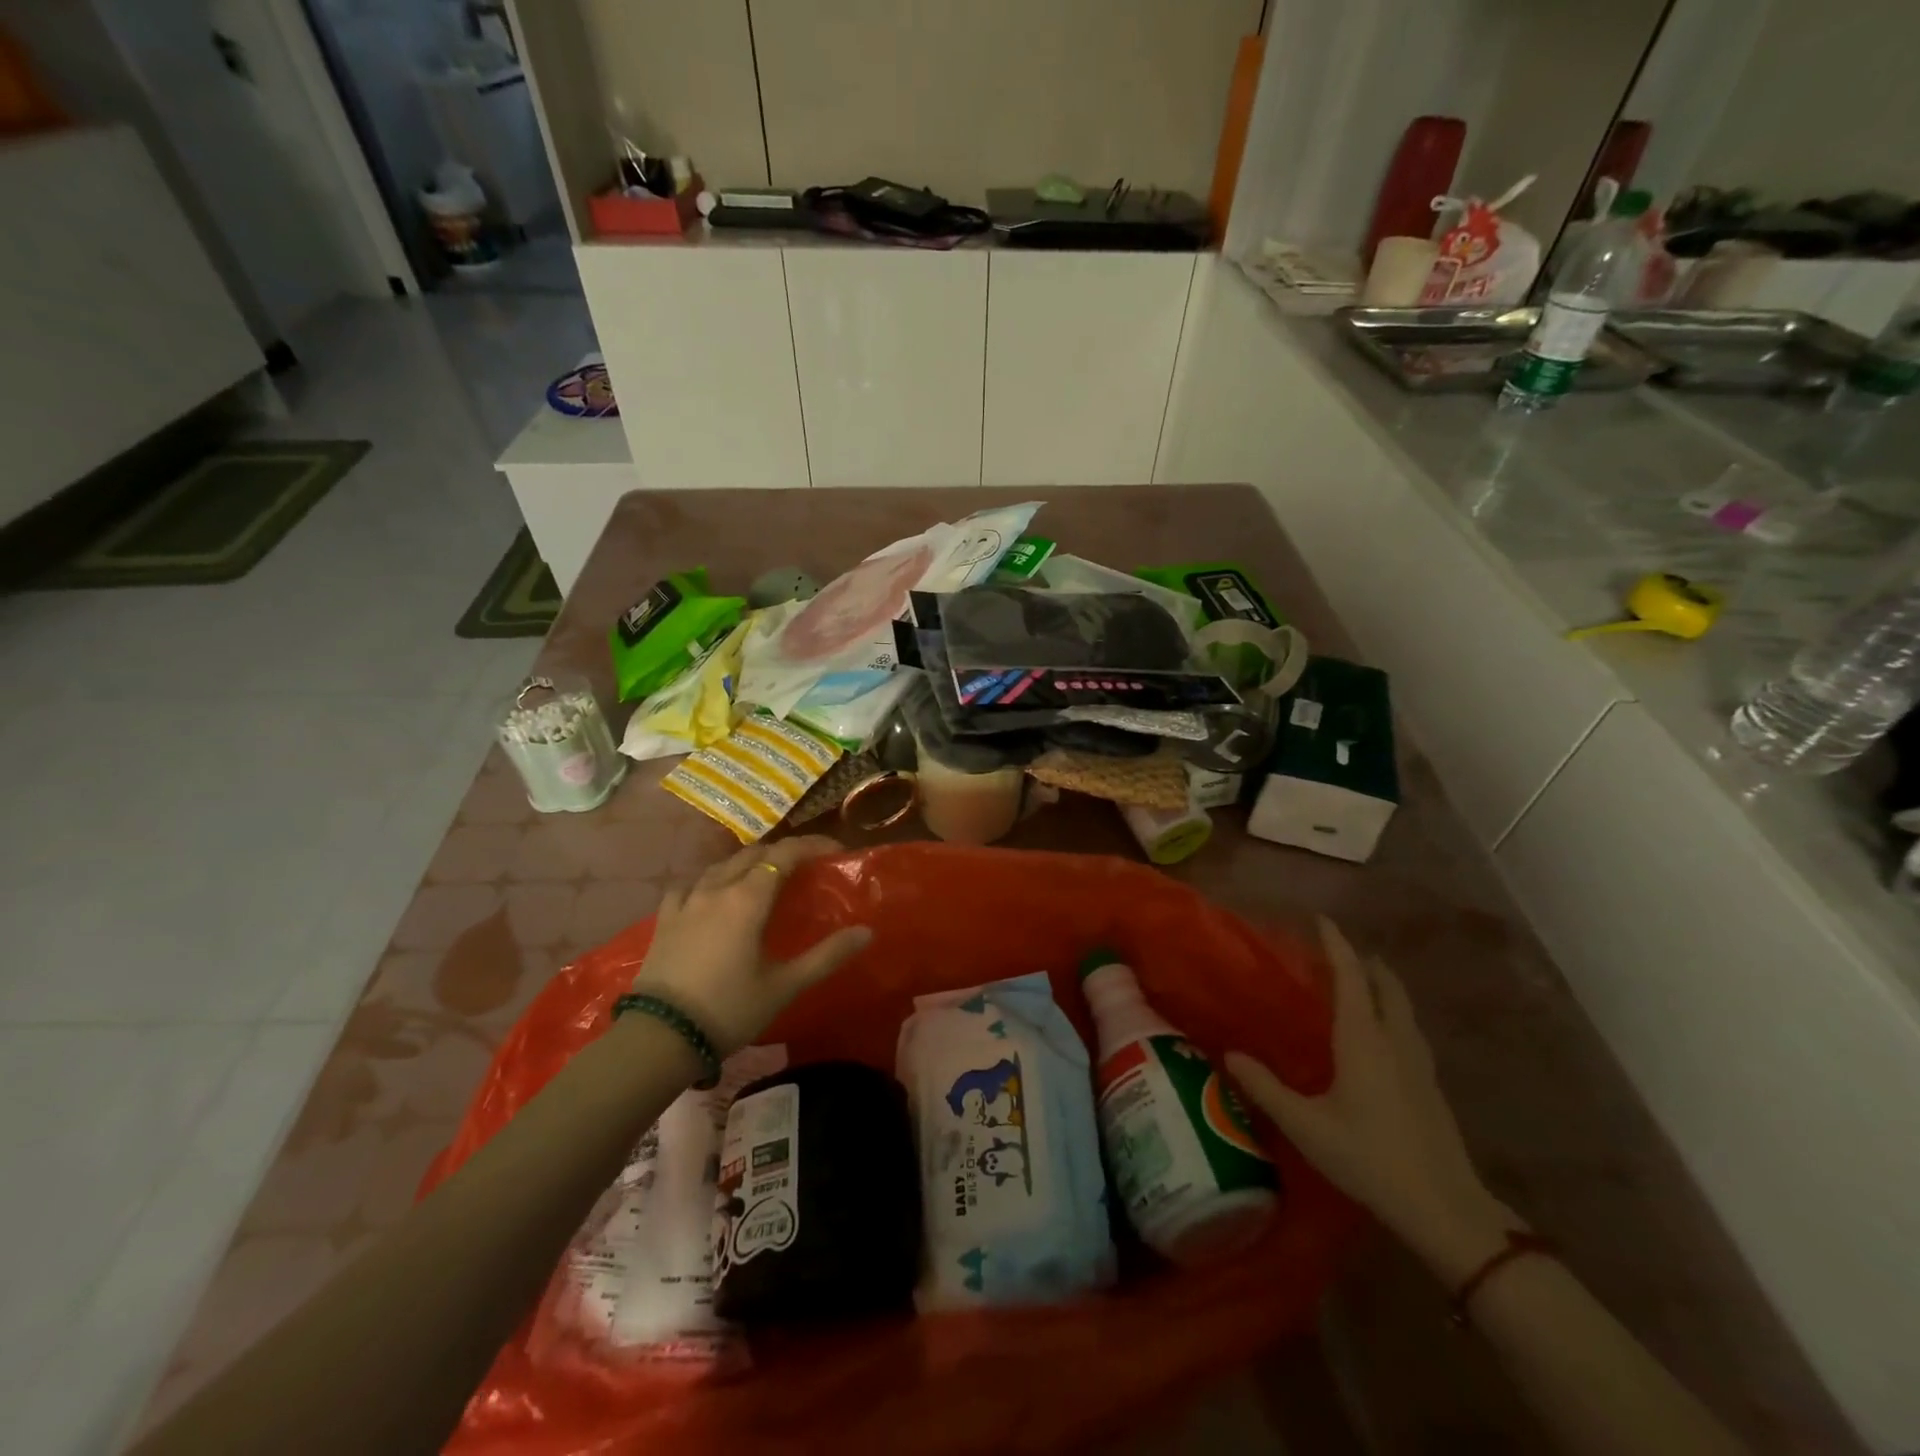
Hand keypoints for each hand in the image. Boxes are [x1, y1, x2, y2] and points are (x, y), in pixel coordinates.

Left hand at [630, 836, 872, 1056]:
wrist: (660, 1037)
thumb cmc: (729, 1009)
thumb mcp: (785, 986)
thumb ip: (827, 956)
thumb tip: (866, 932)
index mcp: (748, 898)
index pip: (785, 854)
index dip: (813, 845)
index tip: (837, 851)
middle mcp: (717, 888)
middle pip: (755, 854)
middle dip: (784, 853)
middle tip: (807, 866)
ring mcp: (687, 901)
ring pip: (722, 865)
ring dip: (750, 862)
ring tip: (765, 877)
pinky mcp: (665, 918)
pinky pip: (691, 884)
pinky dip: (712, 880)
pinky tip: (713, 894)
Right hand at [1226, 918, 1518, 1283]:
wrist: (1446, 1210)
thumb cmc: (1370, 1158)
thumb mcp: (1307, 1125)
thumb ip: (1266, 1087)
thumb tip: (1230, 1053)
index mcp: (1364, 1039)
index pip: (1350, 977)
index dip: (1336, 945)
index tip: (1322, 919)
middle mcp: (1395, 1041)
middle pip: (1386, 986)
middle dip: (1366, 963)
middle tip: (1341, 953)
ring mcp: (1420, 1063)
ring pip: (1403, 1008)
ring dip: (1383, 987)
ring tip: (1363, 985)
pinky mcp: (1431, 1086)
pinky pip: (1409, 1030)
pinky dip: (1393, 1014)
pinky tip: (1383, 1037)